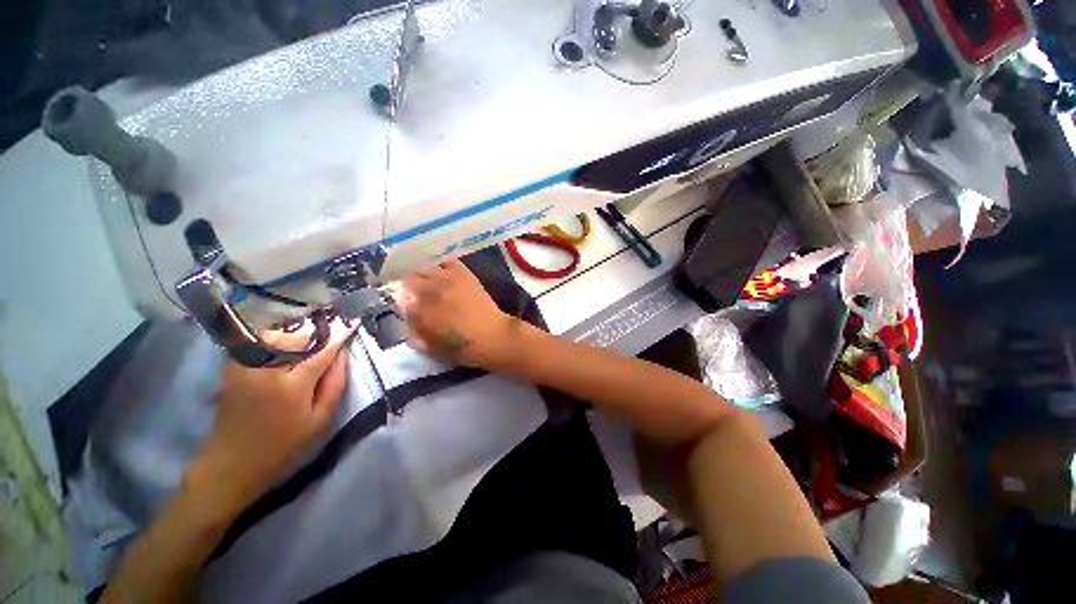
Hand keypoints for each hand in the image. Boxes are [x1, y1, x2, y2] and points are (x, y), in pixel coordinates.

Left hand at [187, 319, 355, 514]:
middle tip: (336, 324)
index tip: (353, 321)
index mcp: (291, 385)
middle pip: (297, 336)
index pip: (321, 350)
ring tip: (314, 334)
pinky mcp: (233, 367)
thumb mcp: (321, 421)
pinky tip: (288, 341)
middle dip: (319, 329)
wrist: (232, 463)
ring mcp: (245, 366)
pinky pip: (259, 341)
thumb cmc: (284, 446)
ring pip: (277, 334)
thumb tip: (342, 354)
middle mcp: (265, 369)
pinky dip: (278, 336)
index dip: (339, 334)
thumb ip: (335, 384)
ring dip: (299, 331)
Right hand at [396, 260, 527, 368]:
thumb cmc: (460, 347)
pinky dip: (440, 262)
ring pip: (423, 265)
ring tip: (425, 276)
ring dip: (421, 270)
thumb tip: (406, 315)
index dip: (401, 299)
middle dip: (407, 283)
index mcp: (416, 309)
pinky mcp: (462, 273)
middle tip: (413, 289)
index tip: (405, 302)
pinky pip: (445, 259)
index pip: (398, 297)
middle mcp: (427, 289)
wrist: (490, 336)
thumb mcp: (429, 347)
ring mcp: (445, 278)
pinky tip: (440, 267)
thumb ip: (413, 331)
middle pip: (408, 277)